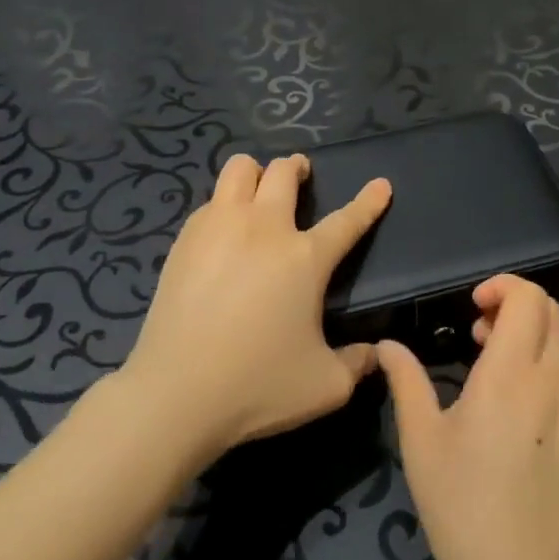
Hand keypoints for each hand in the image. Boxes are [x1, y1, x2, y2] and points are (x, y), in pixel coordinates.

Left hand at [120, 153, 390, 462]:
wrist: (177, 392)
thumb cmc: (259, 385)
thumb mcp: (326, 385)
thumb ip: (356, 364)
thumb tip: (372, 354)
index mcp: (305, 258)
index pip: (347, 220)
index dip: (368, 202)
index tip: (381, 185)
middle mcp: (264, 229)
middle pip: (283, 172)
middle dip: (298, 167)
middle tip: (301, 176)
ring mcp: (219, 228)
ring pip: (238, 169)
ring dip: (255, 173)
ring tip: (259, 191)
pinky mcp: (185, 241)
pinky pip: (210, 201)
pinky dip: (224, 204)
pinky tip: (223, 230)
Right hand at [378, 275, 558, 559]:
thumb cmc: (460, 504)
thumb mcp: (421, 439)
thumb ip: (406, 380)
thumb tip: (386, 345)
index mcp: (510, 374)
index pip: (527, 298)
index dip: (503, 286)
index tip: (475, 306)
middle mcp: (556, 379)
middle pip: (551, 310)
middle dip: (516, 307)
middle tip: (483, 336)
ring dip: (540, 336)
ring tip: (510, 368)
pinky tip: (536, 407)